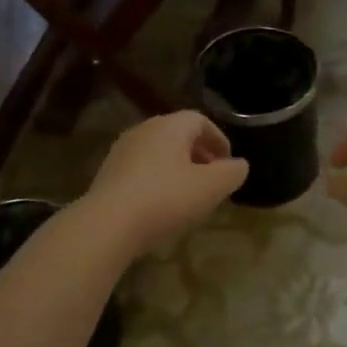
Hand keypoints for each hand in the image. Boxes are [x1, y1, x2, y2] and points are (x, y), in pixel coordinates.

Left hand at [80, 111, 247, 256]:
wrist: (108, 225)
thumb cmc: (166, 199)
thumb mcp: (211, 187)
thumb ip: (232, 173)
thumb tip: (238, 165)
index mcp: (169, 126)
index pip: (200, 121)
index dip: (219, 140)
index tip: (228, 164)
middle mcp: (143, 130)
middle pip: (178, 135)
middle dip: (200, 155)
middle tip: (213, 180)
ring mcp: (121, 152)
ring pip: (159, 154)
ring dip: (179, 169)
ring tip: (190, 195)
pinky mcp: (108, 175)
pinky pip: (142, 170)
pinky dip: (159, 181)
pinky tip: (163, 206)